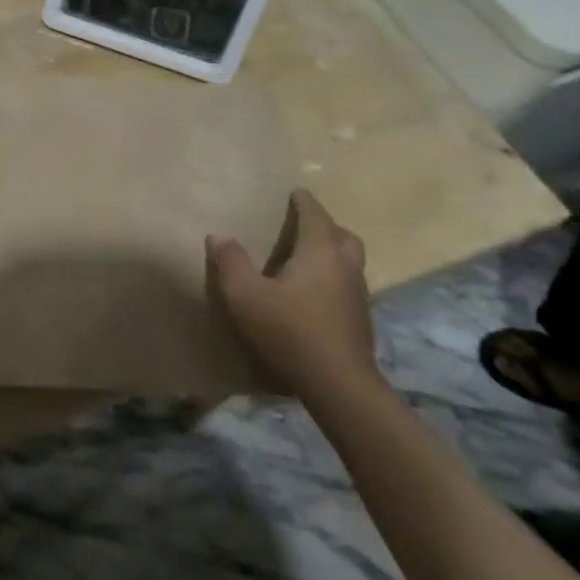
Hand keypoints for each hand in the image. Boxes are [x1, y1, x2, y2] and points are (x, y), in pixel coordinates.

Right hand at [208, 189, 378, 400]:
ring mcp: (358, 296)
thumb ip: (230, 262)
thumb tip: (219, 235)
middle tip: (304, 225)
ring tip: (306, 259)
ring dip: (332, 254)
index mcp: (321, 252)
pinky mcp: (360, 323)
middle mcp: (345, 268)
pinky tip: (314, 294)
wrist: (339, 387)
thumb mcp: (246, 295)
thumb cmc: (290, 331)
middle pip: (343, 236)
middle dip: (325, 226)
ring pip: (350, 262)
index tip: (295, 192)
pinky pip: (348, 286)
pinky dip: (333, 280)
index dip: (304, 202)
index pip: (315, 216)